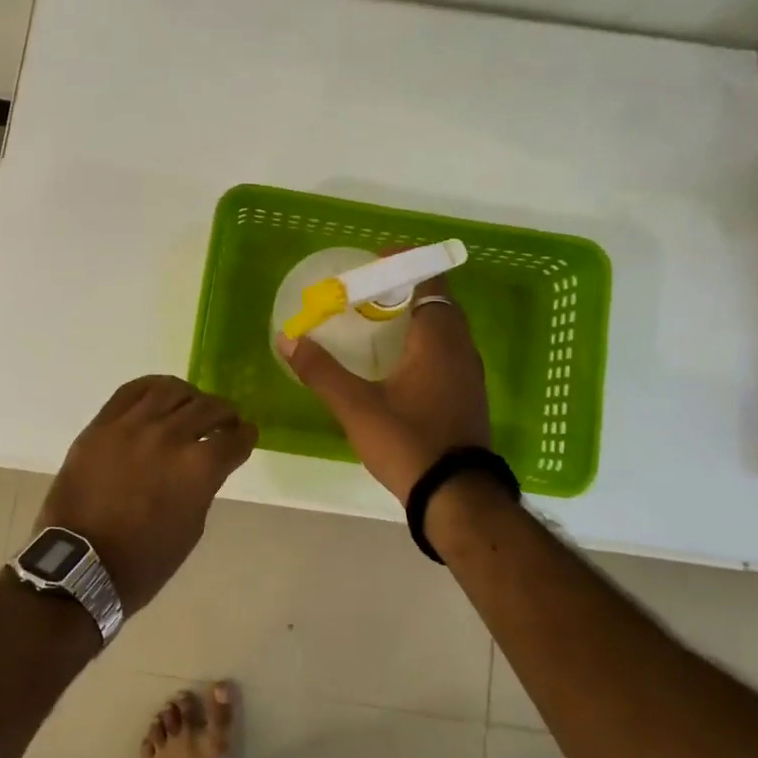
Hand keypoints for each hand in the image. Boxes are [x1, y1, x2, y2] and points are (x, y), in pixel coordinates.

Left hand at [37, 376, 256, 610]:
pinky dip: (154, 387)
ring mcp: (133, 425)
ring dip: (191, 397)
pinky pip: (132, 390)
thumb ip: (204, 485)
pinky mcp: (103, 423)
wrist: (80, 565)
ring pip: (173, 390)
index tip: (245, 435)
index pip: (234, 438)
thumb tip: (206, 462)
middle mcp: (170, 436)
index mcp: (199, 468)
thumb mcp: (192, 526)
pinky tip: (161, 396)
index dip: (245, 436)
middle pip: (208, 407)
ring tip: (192, 406)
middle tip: (225, 422)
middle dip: (224, 414)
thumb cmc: (144, 560)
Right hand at [278, 270, 490, 503]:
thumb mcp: (357, 408)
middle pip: (437, 302)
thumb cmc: (408, 443)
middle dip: (405, 289)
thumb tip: (288, 338)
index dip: (406, 264)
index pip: (429, 282)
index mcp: (437, 340)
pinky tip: (398, 361)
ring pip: (445, 328)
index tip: (376, 259)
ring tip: (377, 321)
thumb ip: (321, 371)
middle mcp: (460, 349)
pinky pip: (448, 351)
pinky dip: (424, 341)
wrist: (457, 498)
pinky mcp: (469, 396)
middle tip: (368, 291)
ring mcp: (469, 374)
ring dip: (416, 317)